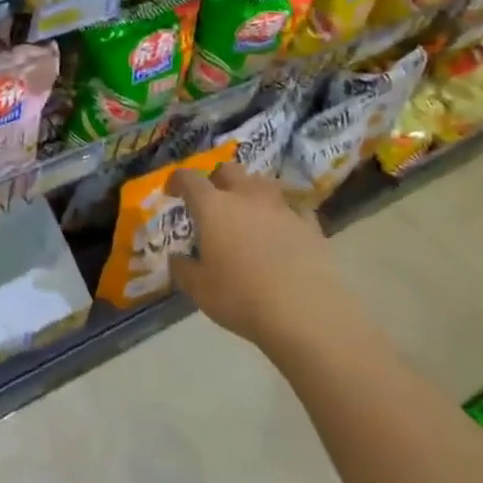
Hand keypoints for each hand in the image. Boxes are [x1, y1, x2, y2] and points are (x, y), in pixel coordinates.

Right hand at [167, 161, 339, 350]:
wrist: (307, 311)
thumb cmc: (242, 298)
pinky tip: (282, 232)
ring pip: (262, 184)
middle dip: (216, 179)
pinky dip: (282, 215)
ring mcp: (280, 207)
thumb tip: (177, 259)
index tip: (172, 191)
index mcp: (213, 206)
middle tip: (213, 200)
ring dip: (251, 192)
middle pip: (228, 170)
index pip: (189, 179)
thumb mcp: (200, 290)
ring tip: (248, 212)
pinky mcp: (309, 224)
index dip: (178, 181)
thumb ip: (183, 269)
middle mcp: (246, 196)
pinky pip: (292, 209)